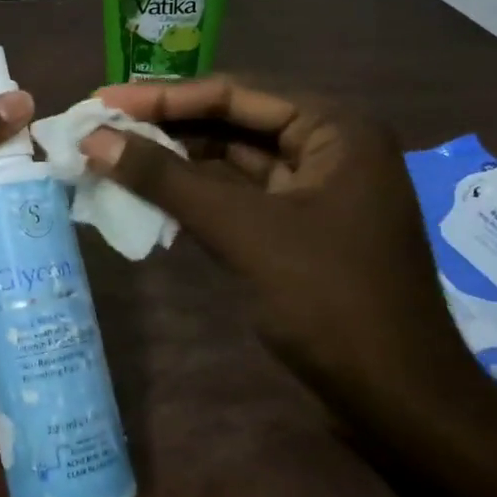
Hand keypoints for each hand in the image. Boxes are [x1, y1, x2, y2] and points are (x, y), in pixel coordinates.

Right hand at [81, 76, 485, 419]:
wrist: (400, 402)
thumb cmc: (331, 301)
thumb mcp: (243, 231)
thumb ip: (167, 179)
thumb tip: (95, 139)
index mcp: (334, 127)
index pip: (233, 93)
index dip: (162, 97)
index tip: (104, 101)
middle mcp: (328, 144)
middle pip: (232, 121)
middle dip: (166, 126)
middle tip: (102, 126)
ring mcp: (315, 187)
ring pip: (231, 159)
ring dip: (176, 160)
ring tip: (113, 155)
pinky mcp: (299, 225)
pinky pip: (238, 195)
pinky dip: (195, 194)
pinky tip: (149, 192)